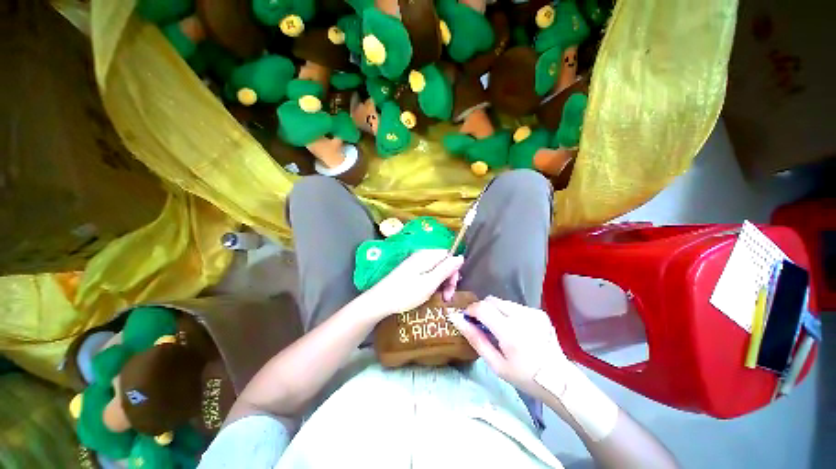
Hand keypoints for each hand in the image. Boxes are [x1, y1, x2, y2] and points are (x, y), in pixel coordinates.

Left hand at [362, 249, 462, 319]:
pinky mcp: (410, 270)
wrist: (380, 300)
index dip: (454, 271)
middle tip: (446, 297)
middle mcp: (422, 255)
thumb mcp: (430, 282)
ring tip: (440, 298)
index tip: (452, 288)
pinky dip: (432, 282)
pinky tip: (430, 293)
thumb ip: (446, 269)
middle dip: (448, 278)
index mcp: (427, 255)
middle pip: (443, 262)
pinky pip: (427, 273)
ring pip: (436, 269)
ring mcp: (415, 263)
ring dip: (441, 282)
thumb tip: (460, 257)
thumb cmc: (406, 293)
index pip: (449, 256)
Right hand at [448, 296, 569, 395]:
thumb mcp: (496, 364)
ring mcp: (533, 312)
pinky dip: (507, 313)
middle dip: (482, 309)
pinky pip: (514, 306)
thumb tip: (457, 319)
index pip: (482, 307)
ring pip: (502, 302)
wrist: (560, 381)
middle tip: (482, 326)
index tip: (467, 319)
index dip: (470, 310)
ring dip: (495, 311)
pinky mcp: (539, 312)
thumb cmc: (525, 377)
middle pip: (491, 300)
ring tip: (500, 329)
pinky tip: (515, 329)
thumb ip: (475, 339)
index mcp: (510, 332)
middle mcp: (522, 316)